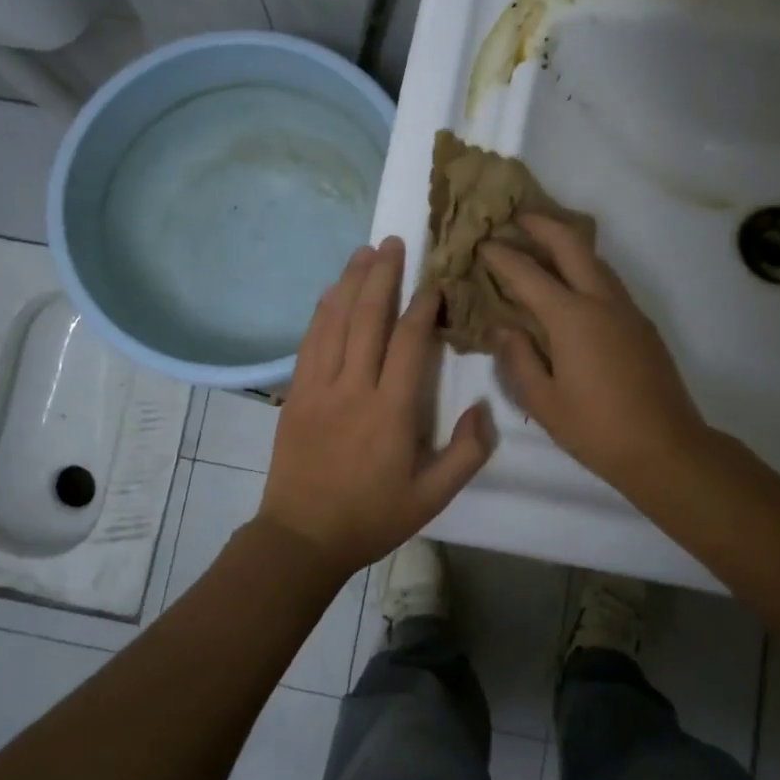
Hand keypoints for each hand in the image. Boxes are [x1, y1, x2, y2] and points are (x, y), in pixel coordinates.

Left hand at [259, 236, 494, 575]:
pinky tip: (331, 291)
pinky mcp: (295, 393)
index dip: (422, 306)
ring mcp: (318, 387)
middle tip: (393, 242)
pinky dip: (322, 311)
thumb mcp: (433, 497)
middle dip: (382, 276)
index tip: (434, 283)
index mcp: (391, 412)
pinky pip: (309, 341)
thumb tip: (484, 407)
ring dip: (350, 282)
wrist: (302, 537)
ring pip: (335, 322)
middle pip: (367, 318)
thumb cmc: (372, 517)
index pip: (408, 342)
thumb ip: (467, 453)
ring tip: (364, 252)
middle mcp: (352, 388)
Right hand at [482, 214, 708, 498]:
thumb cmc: (596, 429)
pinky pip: (607, 281)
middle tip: (515, 217)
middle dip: (541, 224)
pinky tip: (570, 283)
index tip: (481, 243)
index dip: (501, 256)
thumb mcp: (543, 401)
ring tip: (540, 242)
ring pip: (595, 259)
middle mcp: (601, 301)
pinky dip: (583, 268)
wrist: (666, 448)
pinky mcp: (641, 323)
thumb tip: (503, 328)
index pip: (528, 274)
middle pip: (571, 244)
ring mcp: (627, 309)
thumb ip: (518, 359)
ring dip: (566, 243)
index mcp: (572, 318)